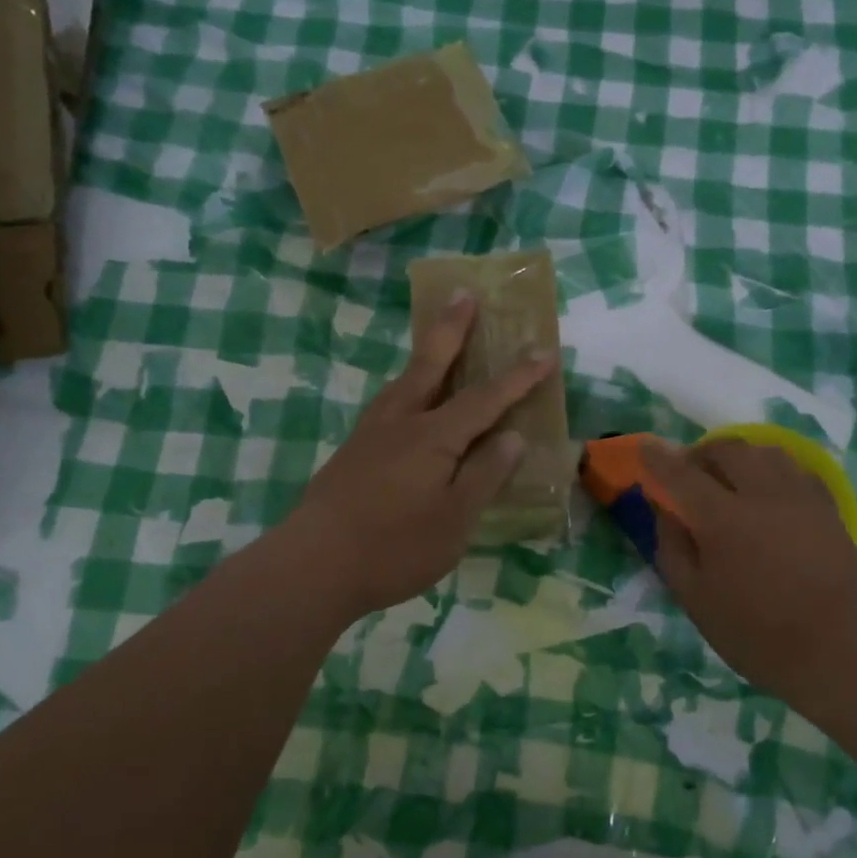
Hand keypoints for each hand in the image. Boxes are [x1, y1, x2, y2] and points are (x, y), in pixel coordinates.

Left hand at [285, 291, 555, 618]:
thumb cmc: (394, 547)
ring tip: (437, 338)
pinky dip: (407, 385)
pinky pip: (389, 402)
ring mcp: (371, 433)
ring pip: (404, 380)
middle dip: (452, 327)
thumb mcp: (454, 520)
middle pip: (431, 363)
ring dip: (425, 353)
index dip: (518, 377)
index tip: (543, 351)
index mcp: (433, 437)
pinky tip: (407, 400)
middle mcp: (401, 422)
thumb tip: (512, 437)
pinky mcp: (353, 450)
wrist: (313, 564)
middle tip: (464, 293)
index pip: (486, 399)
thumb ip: (484, 475)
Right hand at [642, 438, 856, 704]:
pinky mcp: (828, 507)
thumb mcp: (697, 601)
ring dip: (738, 456)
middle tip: (689, 476)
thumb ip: (673, 549)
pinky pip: (794, 468)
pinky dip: (772, 468)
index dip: (658, 458)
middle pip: (726, 449)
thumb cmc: (760, 636)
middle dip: (701, 454)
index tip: (645, 448)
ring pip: (764, 451)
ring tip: (729, 479)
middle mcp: (762, 494)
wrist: (844, 653)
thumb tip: (665, 511)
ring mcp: (800, 497)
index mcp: (723, 519)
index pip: (680, 473)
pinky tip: (768, 491)